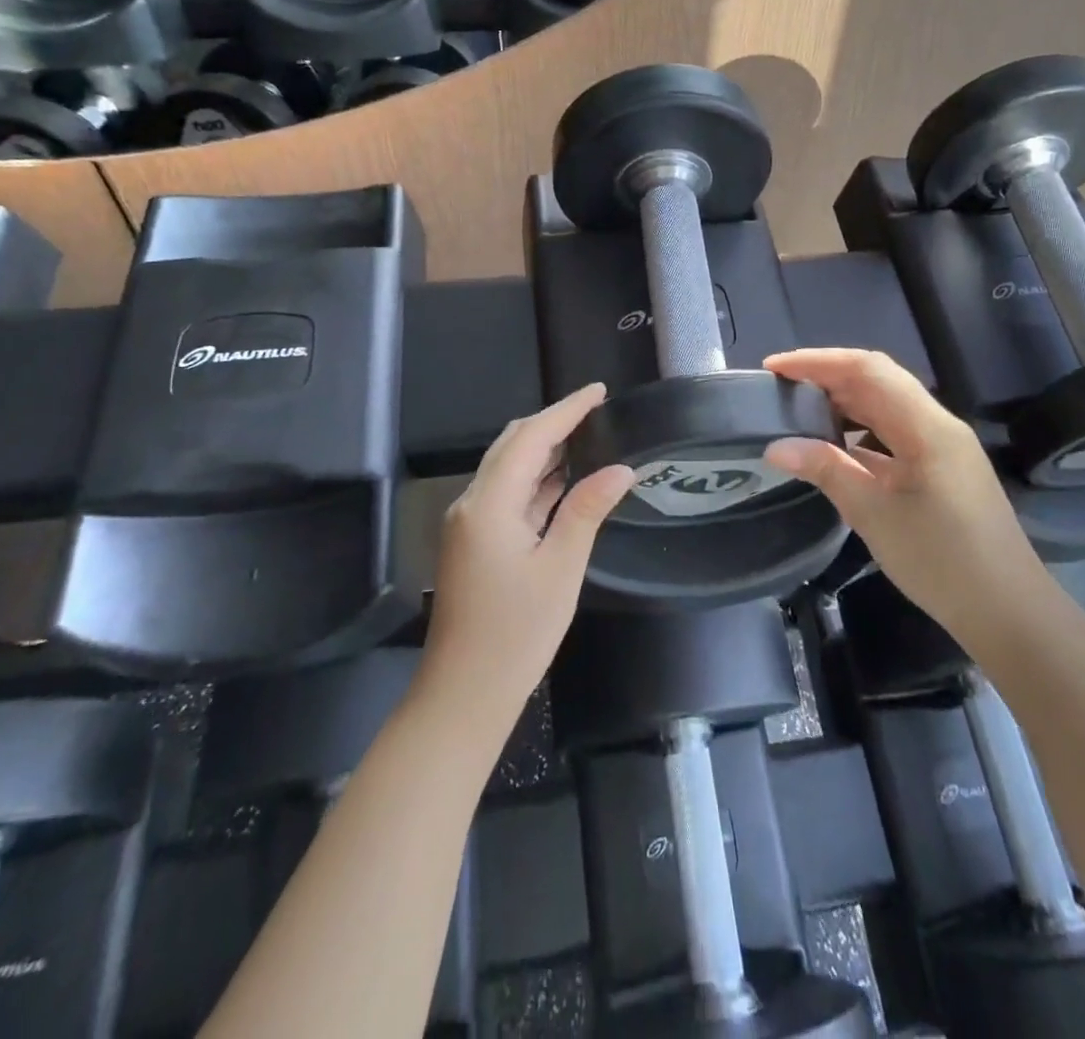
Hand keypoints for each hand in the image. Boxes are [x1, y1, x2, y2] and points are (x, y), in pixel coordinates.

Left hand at [422, 384, 635, 718]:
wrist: (463, 694)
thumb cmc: (516, 634)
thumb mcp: (561, 569)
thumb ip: (587, 511)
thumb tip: (620, 469)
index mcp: (488, 504)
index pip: (530, 437)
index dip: (565, 410)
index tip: (598, 391)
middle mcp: (472, 503)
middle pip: (513, 445)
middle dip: (553, 422)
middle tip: (596, 410)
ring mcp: (470, 523)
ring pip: (509, 469)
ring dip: (545, 450)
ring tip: (588, 435)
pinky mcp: (475, 542)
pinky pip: (508, 495)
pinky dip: (537, 481)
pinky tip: (566, 478)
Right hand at [763, 350, 1046, 650]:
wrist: (1008, 610)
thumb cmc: (941, 560)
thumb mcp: (874, 514)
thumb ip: (826, 470)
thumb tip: (775, 446)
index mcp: (927, 426)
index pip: (867, 370)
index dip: (818, 361)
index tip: (774, 368)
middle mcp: (937, 425)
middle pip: (878, 380)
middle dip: (827, 376)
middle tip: (780, 389)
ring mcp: (942, 446)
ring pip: (886, 405)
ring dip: (843, 401)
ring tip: (799, 410)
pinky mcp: (941, 467)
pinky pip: (894, 432)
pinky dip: (859, 429)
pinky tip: (833, 444)